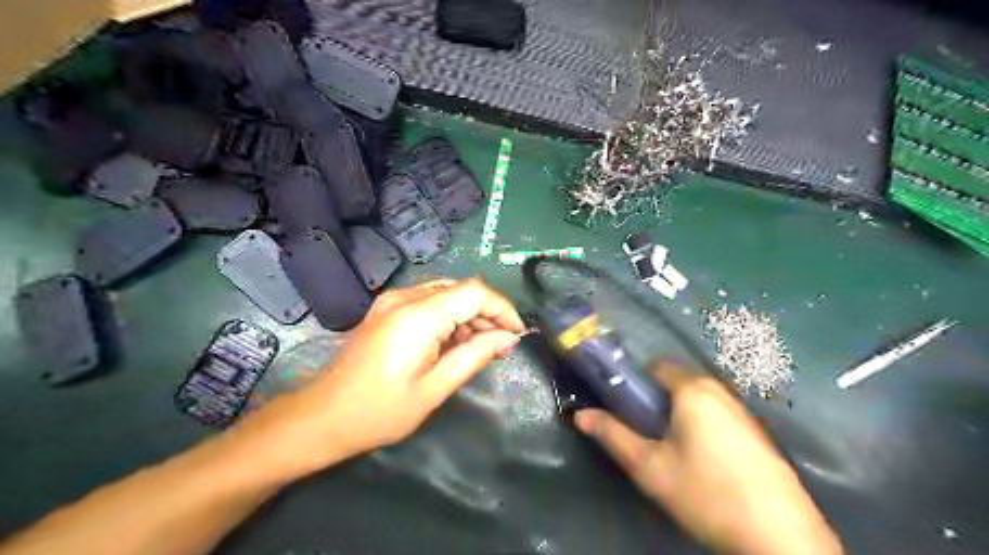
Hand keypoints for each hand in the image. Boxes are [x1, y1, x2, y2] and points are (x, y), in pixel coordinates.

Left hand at [232, 278, 524, 480]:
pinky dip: (449, 317)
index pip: (475, 293)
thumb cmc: (379, 411)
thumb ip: (475, 356)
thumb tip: (508, 338)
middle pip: (461, 289)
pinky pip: (429, 301)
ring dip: (469, 315)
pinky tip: (453, 342)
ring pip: (447, 293)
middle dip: (487, 313)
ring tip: (481, 347)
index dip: (502, 308)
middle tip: (501, 346)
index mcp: (418, 316)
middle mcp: (405, 297)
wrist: (322, 416)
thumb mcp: (434, 388)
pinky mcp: (387, 308)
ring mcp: (392, 300)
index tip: (517, 334)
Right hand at [576, 365, 846, 554]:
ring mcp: (742, 410)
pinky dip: (702, 425)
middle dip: (656, 400)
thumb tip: (579, 415)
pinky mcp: (756, 433)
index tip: (626, 407)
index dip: (636, 382)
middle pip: (677, 381)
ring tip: (671, 449)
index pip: (656, 365)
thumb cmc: (705, 493)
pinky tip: (703, 461)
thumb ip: (612, 436)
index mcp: (693, 390)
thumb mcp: (649, 467)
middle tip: (646, 432)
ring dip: (679, 414)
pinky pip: (717, 414)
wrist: (779, 537)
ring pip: (698, 399)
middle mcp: (720, 390)